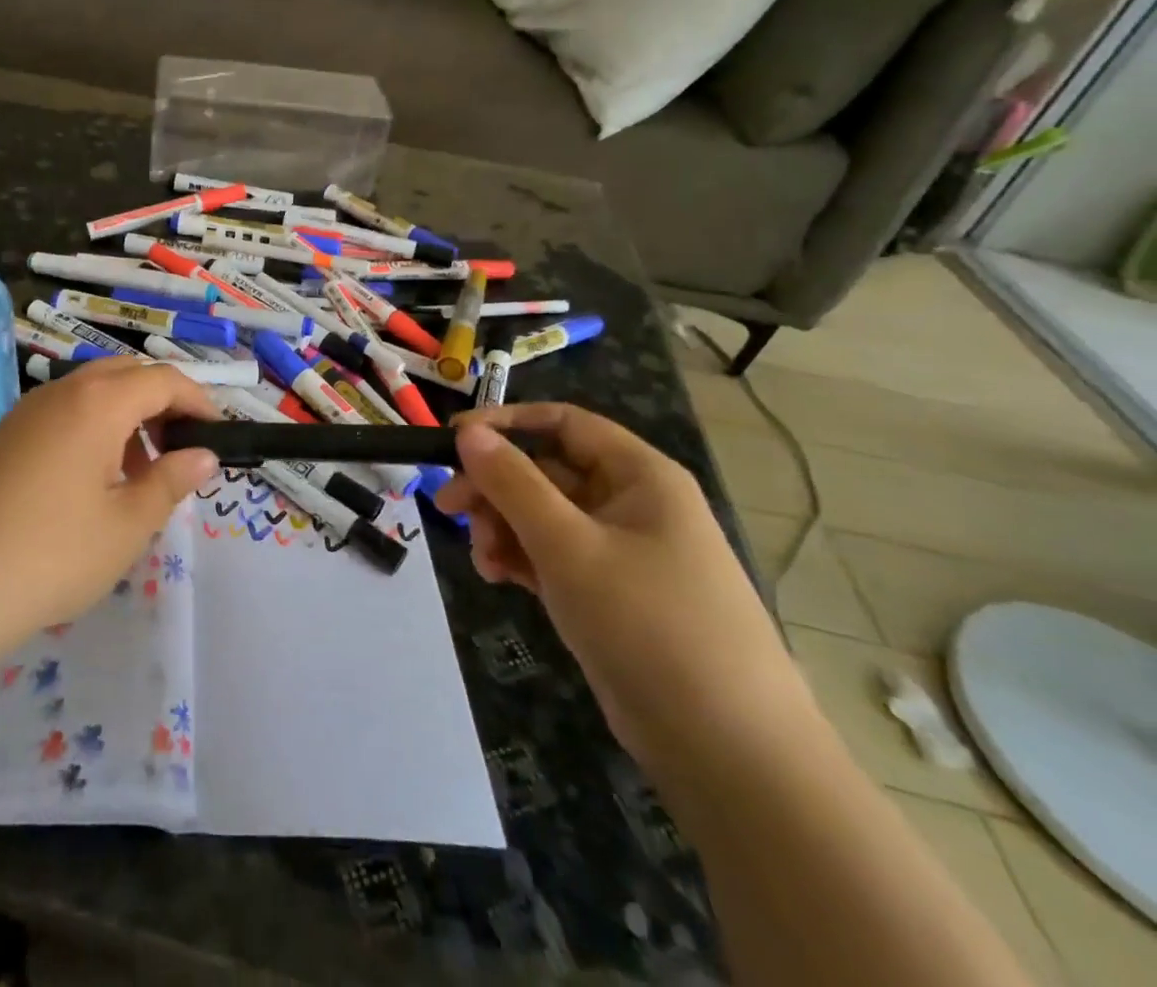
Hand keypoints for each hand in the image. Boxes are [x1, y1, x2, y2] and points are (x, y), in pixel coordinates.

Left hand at [0, 358, 219, 646]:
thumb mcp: (127, 524)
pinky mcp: (5, 436)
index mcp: (98, 402)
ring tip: (139, 473)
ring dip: (126, 416)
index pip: (163, 379)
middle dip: (161, 402)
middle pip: (126, 374)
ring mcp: (27, 412)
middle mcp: (62, 392)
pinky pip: (63, 413)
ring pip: (92, 392)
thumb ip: (170, 482)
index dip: (198, 401)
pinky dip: (93, 429)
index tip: (217, 434)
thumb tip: (202, 456)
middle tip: (179, 450)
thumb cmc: (52, 554)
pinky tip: (93, 482)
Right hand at [436, 404, 820, 784]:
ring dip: (503, 528)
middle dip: (495, 488)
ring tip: (482, 561)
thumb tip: (468, 431)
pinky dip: (521, 559)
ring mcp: (621, 551)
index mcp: (639, 475)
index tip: (452, 439)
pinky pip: (554, 556)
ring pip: (544, 516)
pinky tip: (497, 578)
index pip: (563, 423)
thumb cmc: (648, 624)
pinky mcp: (610, 594)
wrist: (728, 753)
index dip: (505, 423)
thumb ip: (512, 483)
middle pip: (546, 471)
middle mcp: (631, 503)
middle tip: (448, 510)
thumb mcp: (569, 546)